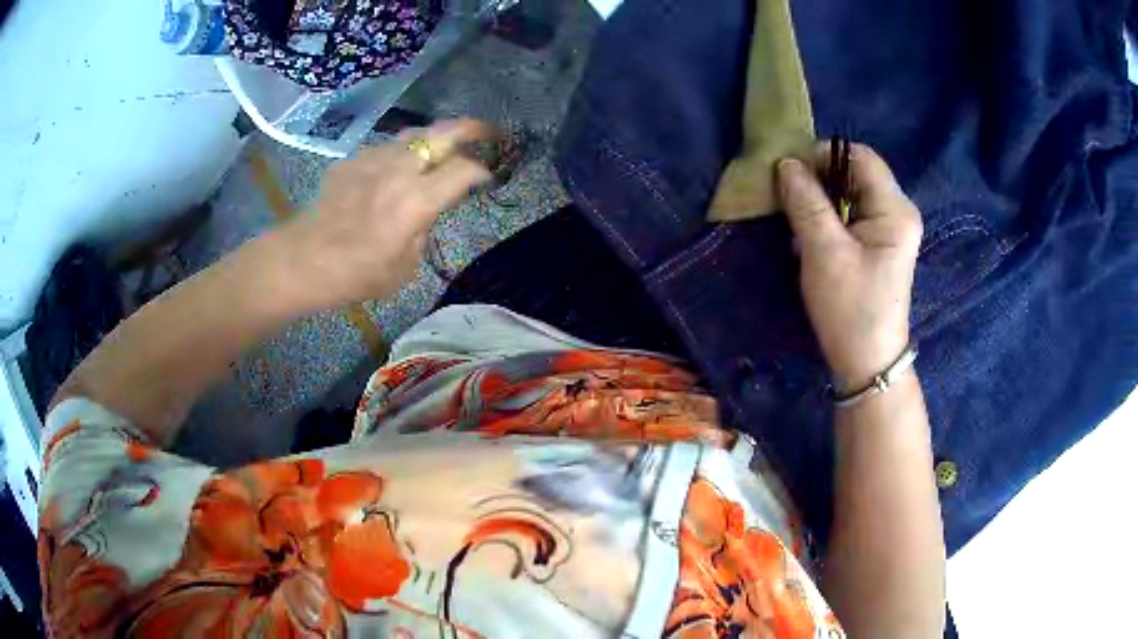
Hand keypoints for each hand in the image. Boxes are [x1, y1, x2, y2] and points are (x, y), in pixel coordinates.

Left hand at [277, 119, 492, 306]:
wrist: (304, 260)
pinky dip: (397, 155)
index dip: (482, 172)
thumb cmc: (356, 274)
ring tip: (440, 147)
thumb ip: (422, 231)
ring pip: (413, 133)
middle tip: (488, 131)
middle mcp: (400, 170)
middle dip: (472, 128)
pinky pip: (384, 149)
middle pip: (444, 133)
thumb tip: (425, 211)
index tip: (487, 179)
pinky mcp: (352, 160)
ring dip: (433, 137)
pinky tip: (391, 172)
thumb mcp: (405, 267)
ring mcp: (373, 159)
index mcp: (417, 200)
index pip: (464, 170)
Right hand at [776, 143, 922, 391]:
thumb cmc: (850, 307)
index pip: (860, 156)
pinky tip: (811, 241)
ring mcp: (891, 231)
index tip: (792, 175)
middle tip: (790, 200)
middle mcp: (898, 212)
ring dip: (820, 202)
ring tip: (798, 225)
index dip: (824, 155)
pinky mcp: (880, 247)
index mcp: (895, 209)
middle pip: (855, 174)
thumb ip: (805, 201)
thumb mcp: (823, 250)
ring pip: (851, 195)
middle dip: (819, 180)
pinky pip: (852, 216)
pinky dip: (828, 220)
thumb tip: (786, 162)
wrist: (867, 363)